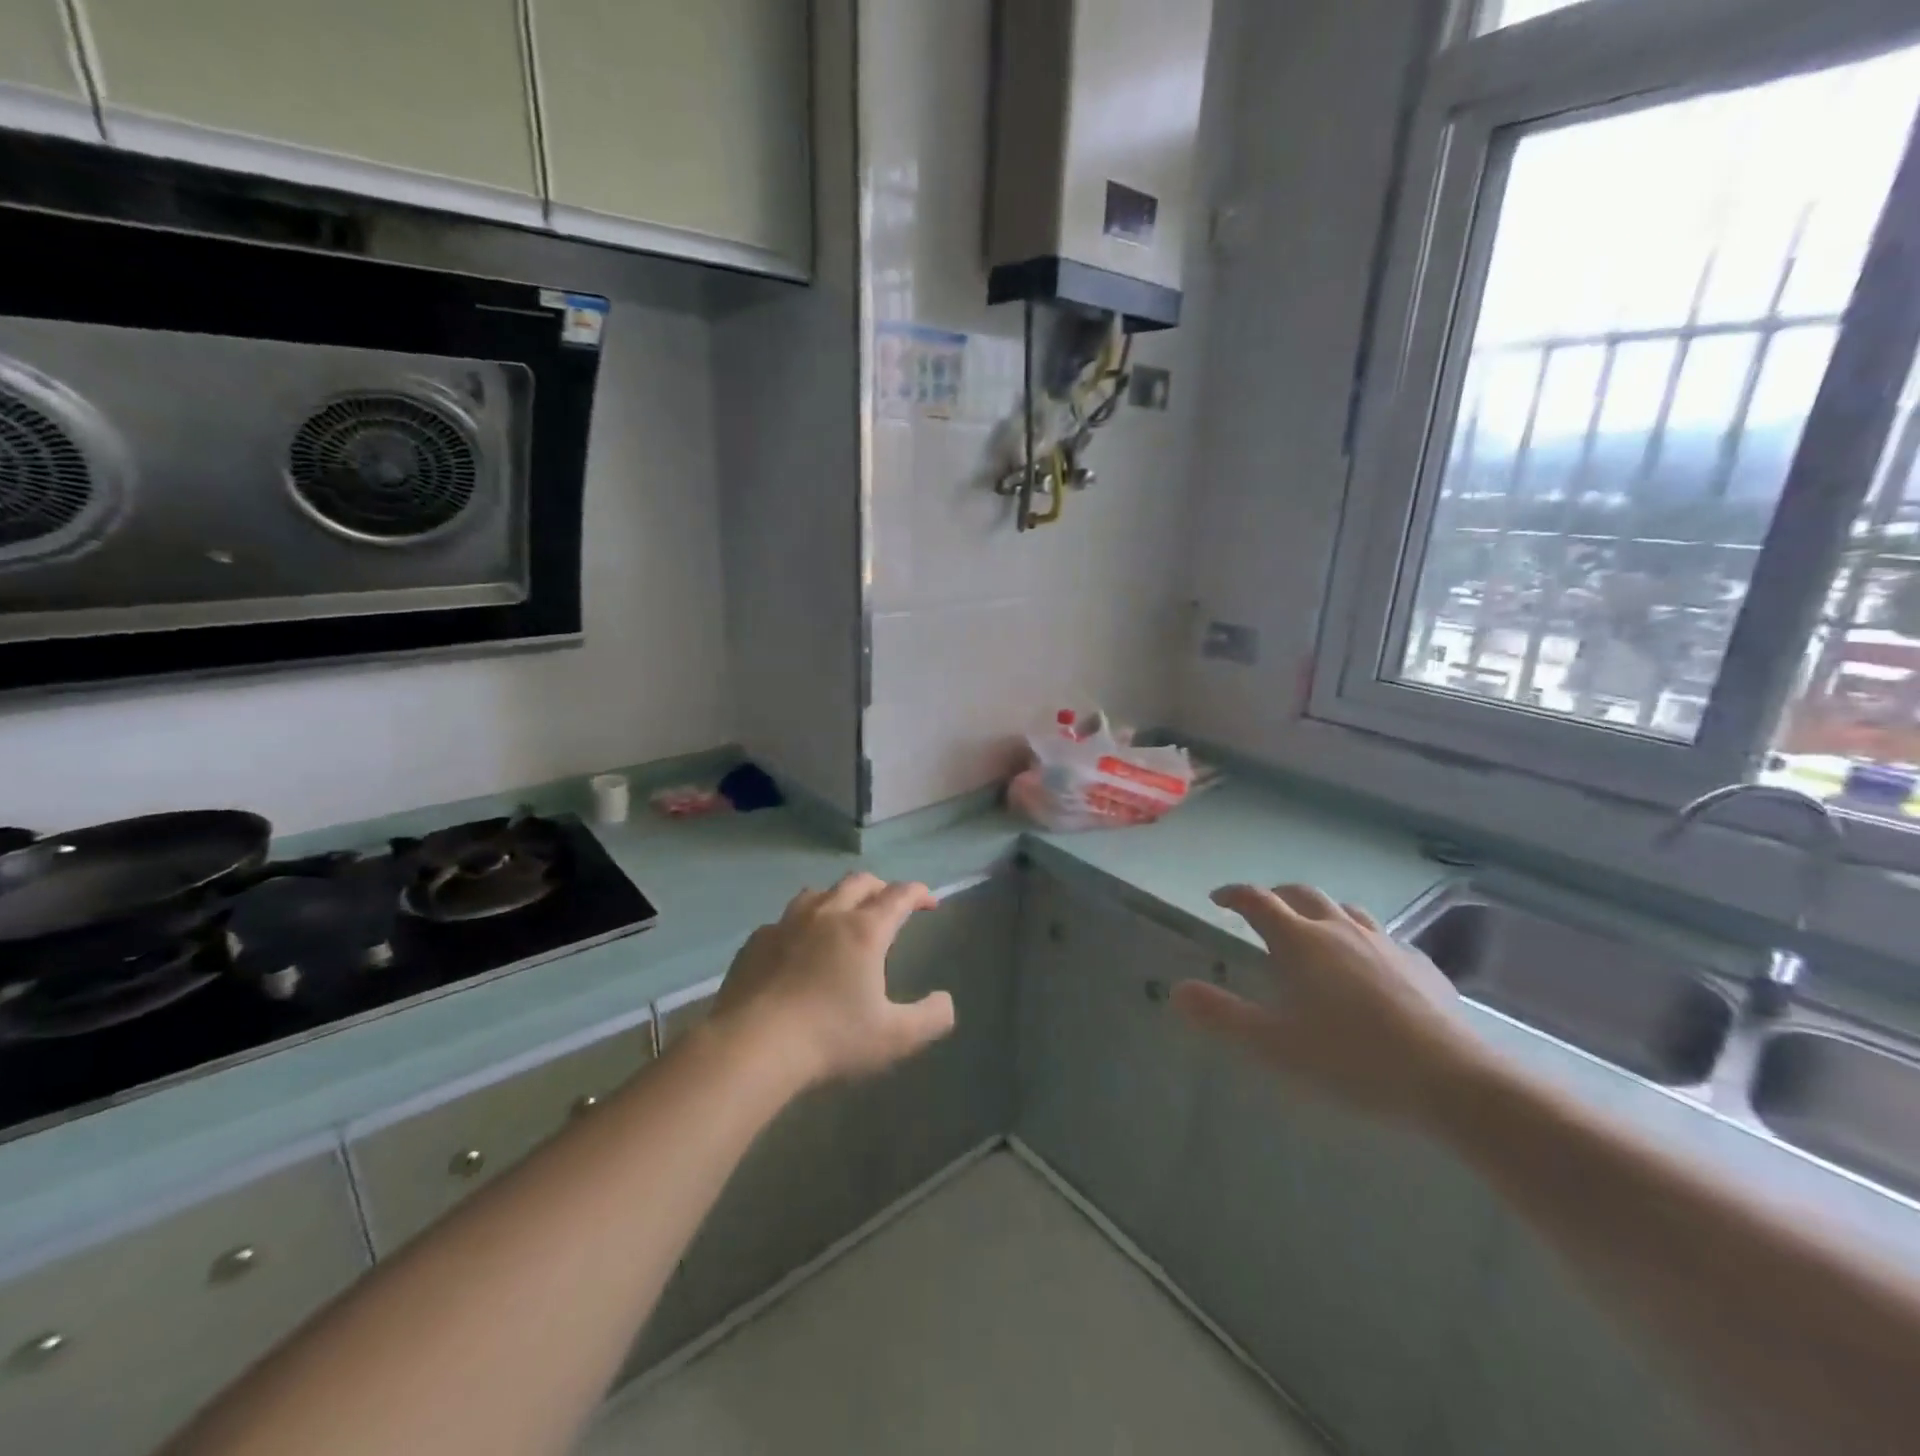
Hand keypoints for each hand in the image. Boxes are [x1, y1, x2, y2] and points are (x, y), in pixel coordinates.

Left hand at [711, 873, 955, 1089]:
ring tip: (843, 915)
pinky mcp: (756, 941)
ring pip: (818, 893)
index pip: (899, 895)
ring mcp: (786, 924)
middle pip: (859, 883)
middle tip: (890, 904)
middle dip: (881, 887)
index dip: (918, 893)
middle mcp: (827, 915)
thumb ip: (930, 1018)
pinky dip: (800, 924)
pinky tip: (796, 946)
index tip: (929, 902)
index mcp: (864, 930)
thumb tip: (946, 1002)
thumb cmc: (830, 1038)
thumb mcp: (895, 1037)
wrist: (752, 1046)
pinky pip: (784, 920)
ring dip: (838, 897)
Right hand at [1172, 884, 1483, 1125]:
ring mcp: (1384, 942)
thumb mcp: (1274, 1045)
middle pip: (1300, 894)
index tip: (1218, 899)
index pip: (1257, 900)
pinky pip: (1383, 938)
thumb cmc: (1350, 1059)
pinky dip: (1361, 939)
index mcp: (1299, 940)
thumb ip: (1222, 1016)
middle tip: (1261, 912)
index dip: (1233, 895)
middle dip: (1275, 896)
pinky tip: (1369, 966)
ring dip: (1320, 912)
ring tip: (1313, 932)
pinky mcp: (1420, 964)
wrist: (1451, 1080)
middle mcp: (1339, 928)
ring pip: (1344, 910)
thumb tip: (1177, 990)